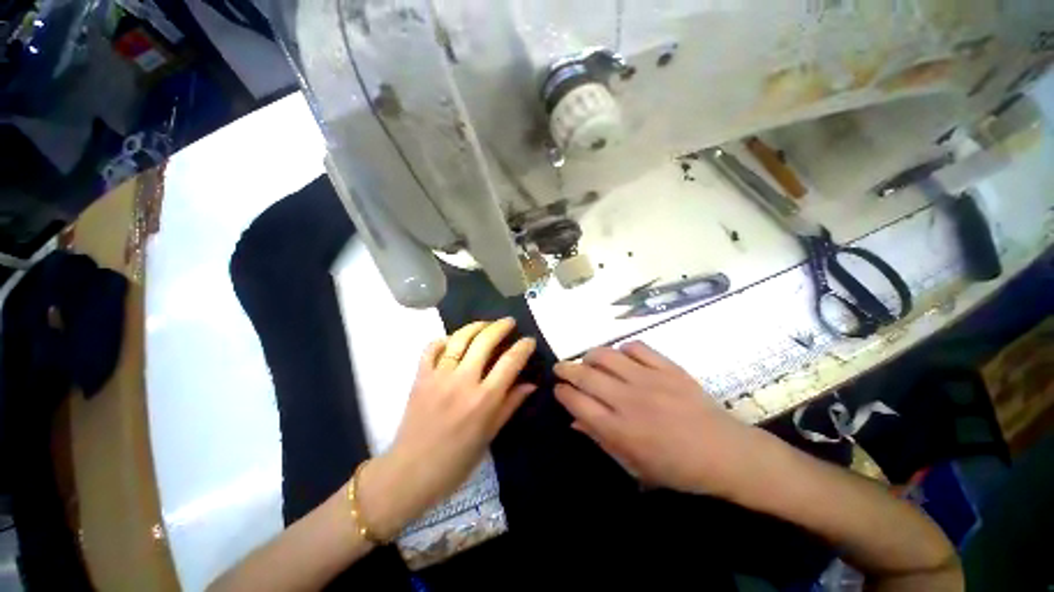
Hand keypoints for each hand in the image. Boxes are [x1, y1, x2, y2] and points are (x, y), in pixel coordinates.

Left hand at [358, 319, 536, 539]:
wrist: (415, 468)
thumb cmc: (457, 461)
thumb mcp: (488, 436)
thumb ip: (508, 407)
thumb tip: (529, 385)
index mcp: (484, 400)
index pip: (509, 363)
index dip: (522, 348)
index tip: (529, 340)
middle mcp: (463, 381)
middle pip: (484, 342)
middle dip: (500, 328)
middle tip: (509, 323)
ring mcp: (438, 377)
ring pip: (459, 340)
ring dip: (474, 327)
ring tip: (485, 324)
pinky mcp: (419, 378)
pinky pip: (430, 350)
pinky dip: (442, 340)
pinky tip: (451, 340)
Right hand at [554, 341, 756, 496]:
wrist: (720, 453)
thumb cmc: (676, 470)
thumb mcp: (634, 466)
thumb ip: (604, 442)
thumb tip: (577, 423)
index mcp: (617, 430)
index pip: (577, 402)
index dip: (562, 393)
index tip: (558, 390)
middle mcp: (628, 401)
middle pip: (587, 376)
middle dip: (568, 370)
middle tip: (562, 369)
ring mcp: (650, 381)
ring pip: (609, 356)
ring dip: (591, 356)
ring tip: (588, 360)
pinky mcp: (670, 369)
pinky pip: (640, 349)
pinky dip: (625, 349)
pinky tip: (623, 357)